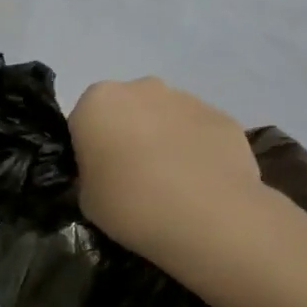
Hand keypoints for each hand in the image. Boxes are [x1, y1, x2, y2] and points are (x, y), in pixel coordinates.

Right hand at [70, 77, 263, 257]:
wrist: (208, 219)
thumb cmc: (131, 205)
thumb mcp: (87, 199)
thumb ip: (89, 175)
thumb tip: (105, 174)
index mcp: (97, 102)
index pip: (83, 121)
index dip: (89, 150)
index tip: (100, 177)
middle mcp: (140, 88)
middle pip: (126, 110)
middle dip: (128, 135)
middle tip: (134, 179)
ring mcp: (186, 99)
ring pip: (165, 117)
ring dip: (163, 140)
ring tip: (173, 185)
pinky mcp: (222, 117)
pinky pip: (199, 131)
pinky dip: (197, 150)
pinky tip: (203, 184)